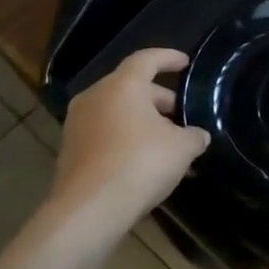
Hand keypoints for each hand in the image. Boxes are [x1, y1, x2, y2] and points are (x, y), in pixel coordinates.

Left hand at [44, 49, 209, 238]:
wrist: (89, 210)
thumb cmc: (140, 163)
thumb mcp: (182, 147)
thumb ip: (194, 135)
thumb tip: (198, 135)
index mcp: (122, 86)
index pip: (147, 59)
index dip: (169, 58)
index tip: (186, 62)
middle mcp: (95, 97)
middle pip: (131, 87)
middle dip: (159, 98)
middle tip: (183, 114)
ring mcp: (77, 125)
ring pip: (117, 112)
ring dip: (143, 121)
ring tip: (168, 141)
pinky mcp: (71, 151)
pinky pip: (105, 134)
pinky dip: (126, 139)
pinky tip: (146, 161)